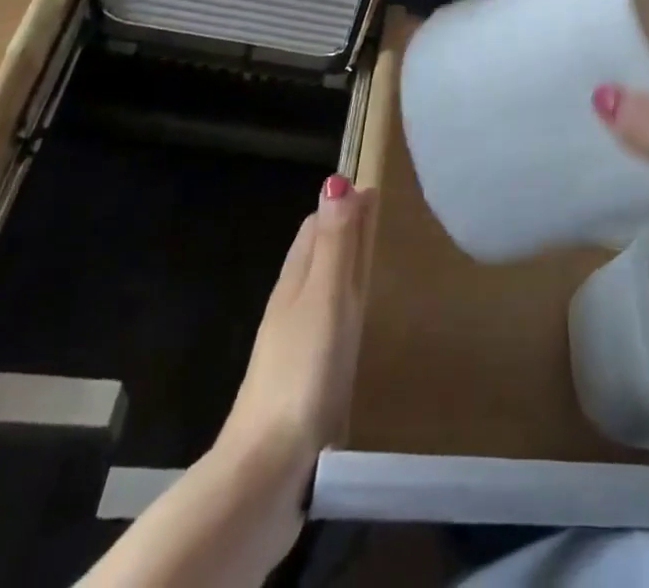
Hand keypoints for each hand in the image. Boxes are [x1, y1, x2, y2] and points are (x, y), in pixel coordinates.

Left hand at [221, 173, 372, 472]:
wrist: (268, 469)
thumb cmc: (303, 369)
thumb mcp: (324, 296)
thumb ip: (334, 242)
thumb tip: (336, 179)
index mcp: (294, 281)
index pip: (315, 227)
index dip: (341, 205)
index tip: (374, 190)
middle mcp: (289, 307)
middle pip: (315, 256)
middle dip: (343, 232)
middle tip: (381, 220)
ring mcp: (292, 348)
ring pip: (319, 293)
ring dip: (343, 271)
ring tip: (377, 266)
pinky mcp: (302, 383)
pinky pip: (325, 329)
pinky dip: (343, 311)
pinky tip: (358, 327)